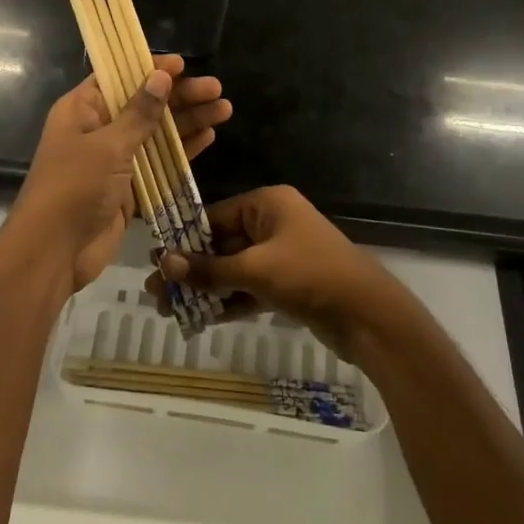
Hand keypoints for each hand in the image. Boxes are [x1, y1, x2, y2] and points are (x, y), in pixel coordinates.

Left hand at [3, 56, 232, 293]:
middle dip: (180, 96)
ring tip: (224, 109)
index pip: (119, 77)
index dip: (150, 69)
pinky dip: (181, 151)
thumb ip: (138, 113)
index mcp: (82, 110)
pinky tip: (208, 137)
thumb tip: (160, 76)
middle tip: (216, 89)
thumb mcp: (108, 145)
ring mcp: (113, 161)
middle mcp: (98, 130)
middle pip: (143, 104)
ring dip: (187, 122)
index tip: (183, 65)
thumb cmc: (75, 188)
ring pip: (156, 134)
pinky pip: (158, 164)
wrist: (54, 252)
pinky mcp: (128, 189)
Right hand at [150, 185, 411, 359]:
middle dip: (190, 270)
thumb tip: (163, 262)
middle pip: (220, 244)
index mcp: (267, 204)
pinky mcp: (287, 284)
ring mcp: (281, 255)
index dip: (184, 241)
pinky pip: (248, 287)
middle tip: (156, 294)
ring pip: (233, 269)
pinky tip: (200, 318)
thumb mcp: (255, 270)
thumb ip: (208, 269)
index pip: (214, 217)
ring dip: (205, 289)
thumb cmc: (310, 276)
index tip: (156, 263)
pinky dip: (227, 301)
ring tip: (169, 310)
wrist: (368, 316)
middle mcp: (273, 223)